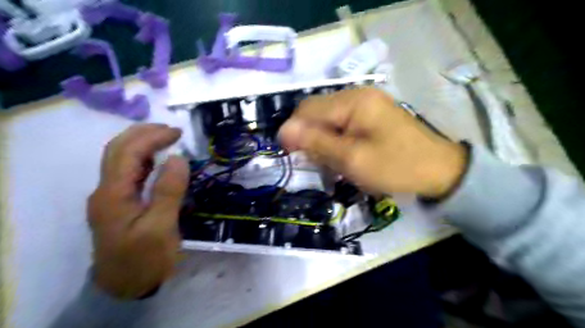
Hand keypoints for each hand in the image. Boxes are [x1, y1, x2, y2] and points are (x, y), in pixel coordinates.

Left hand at [86, 123, 188, 299]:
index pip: (129, 152)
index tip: (178, 132)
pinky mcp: (119, 203)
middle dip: (143, 133)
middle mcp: (106, 190)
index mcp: (113, 194)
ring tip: (166, 138)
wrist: (125, 287)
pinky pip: (128, 172)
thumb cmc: (145, 259)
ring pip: (120, 159)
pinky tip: (157, 160)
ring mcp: (111, 197)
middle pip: (118, 150)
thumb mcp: (160, 227)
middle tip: (172, 130)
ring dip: (142, 143)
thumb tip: (178, 157)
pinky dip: (143, 159)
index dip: (152, 137)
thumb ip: (168, 191)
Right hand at [277, 87, 466, 197]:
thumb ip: (316, 143)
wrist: (439, 171)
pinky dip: (335, 138)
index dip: (294, 131)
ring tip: (331, 160)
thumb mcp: (352, 159)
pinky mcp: (371, 113)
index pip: (307, 109)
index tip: (292, 155)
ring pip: (327, 118)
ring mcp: (366, 102)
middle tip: (315, 161)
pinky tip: (343, 153)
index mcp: (353, 101)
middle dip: (309, 136)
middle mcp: (357, 94)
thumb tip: (283, 131)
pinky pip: (341, 122)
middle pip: (317, 111)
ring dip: (322, 139)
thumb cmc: (396, 167)